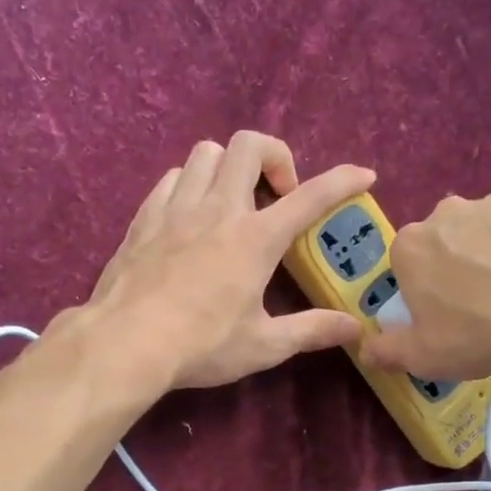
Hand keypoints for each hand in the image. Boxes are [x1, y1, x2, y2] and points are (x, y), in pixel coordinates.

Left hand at [82, 132, 375, 391]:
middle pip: (249, 145)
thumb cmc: (201, 345)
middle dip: (275, 157)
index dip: (343, 180)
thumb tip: (355, 328)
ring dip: (229, 166)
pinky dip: (191, 184)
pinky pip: (172, 177)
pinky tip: (191, 214)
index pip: (311, 197)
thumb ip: (312, 330)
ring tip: (233, 201)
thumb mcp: (264, 345)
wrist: (126, 343)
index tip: (364, 175)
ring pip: (206, 153)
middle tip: (278, 196)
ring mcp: (177, 208)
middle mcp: (218, 209)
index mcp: (255, 238)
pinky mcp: (145, 218)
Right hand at [360, 193, 490, 412]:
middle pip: (445, 239)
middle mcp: (448, 213)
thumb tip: (365, 349)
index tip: (440, 313)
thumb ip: (385, 350)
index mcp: (411, 246)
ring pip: (487, 230)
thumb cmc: (477, 334)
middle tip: (479, 304)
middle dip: (455, 264)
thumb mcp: (422, 356)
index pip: (406, 262)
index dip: (421, 288)